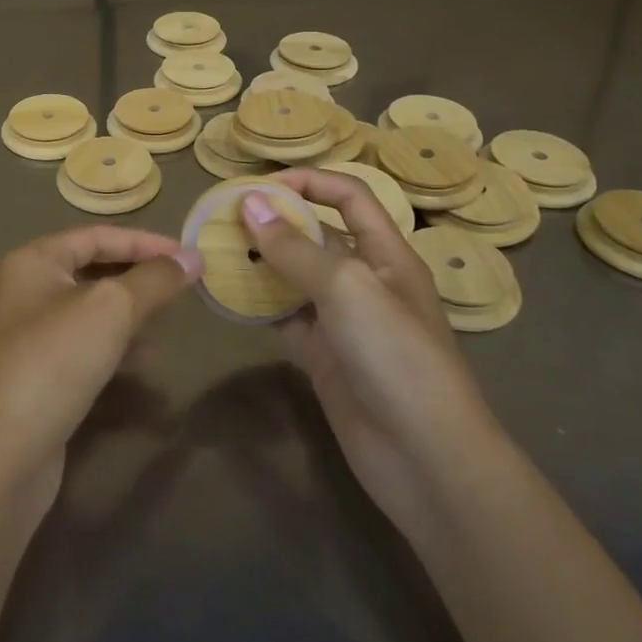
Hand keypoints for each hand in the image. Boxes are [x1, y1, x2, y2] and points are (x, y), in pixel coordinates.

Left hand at [0, 226, 199, 509]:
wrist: (2, 454)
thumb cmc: (55, 361)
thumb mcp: (111, 308)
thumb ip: (154, 279)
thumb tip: (192, 258)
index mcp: (33, 260)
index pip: (97, 236)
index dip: (145, 242)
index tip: (187, 257)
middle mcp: (26, 289)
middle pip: (93, 269)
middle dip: (139, 276)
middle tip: (182, 286)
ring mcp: (29, 333)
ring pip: (91, 308)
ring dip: (131, 312)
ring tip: (169, 321)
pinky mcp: (38, 372)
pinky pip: (84, 343)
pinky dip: (116, 344)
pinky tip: (146, 360)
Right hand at [240, 171, 497, 529]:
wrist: (425, 460)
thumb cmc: (396, 357)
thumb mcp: (347, 289)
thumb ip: (296, 247)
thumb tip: (248, 203)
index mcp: (387, 254)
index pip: (349, 196)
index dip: (309, 181)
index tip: (259, 186)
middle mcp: (365, 280)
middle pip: (317, 235)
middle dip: (275, 221)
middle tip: (223, 217)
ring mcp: (343, 321)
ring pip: (295, 277)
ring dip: (260, 262)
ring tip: (216, 251)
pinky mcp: (324, 357)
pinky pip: (285, 318)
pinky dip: (258, 306)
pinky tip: (226, 297)